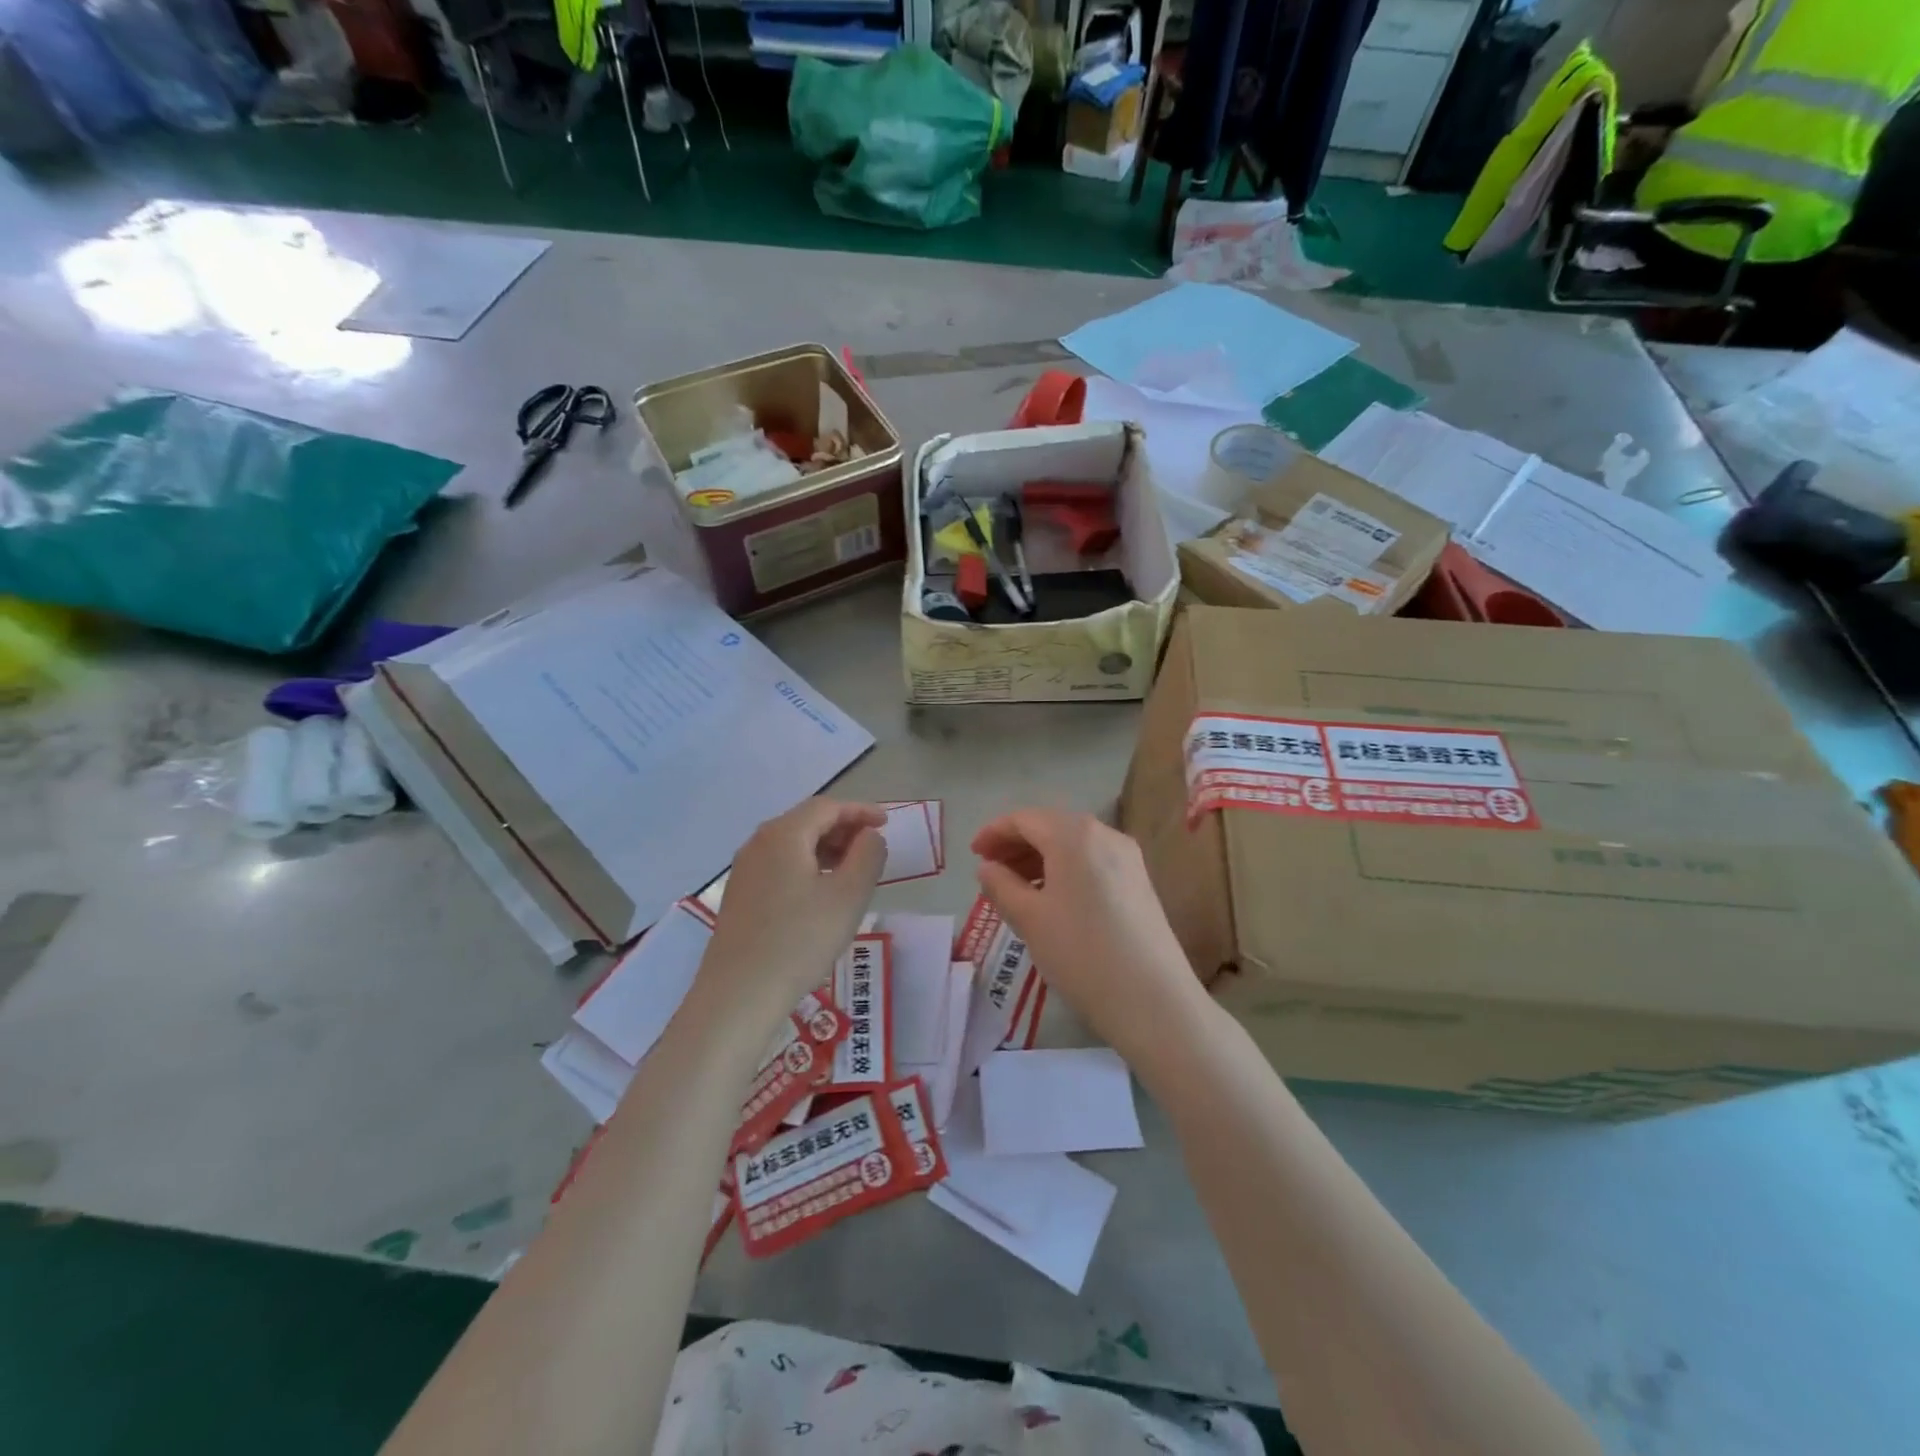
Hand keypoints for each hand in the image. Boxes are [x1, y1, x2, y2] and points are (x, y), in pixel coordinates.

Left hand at [698, 798, 887, 1017]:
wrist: (739, 994)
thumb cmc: (801, 940)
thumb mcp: (849, 896)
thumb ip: (868, 855)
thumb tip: (868, 836)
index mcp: (783, 834)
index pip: (827, 806)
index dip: (860, 810)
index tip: (887, 823)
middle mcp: (758, 843)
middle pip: (807, 821)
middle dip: (843, 828)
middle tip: (872, 847)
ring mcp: (744, 870)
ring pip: (792, 844)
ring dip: (826, 849)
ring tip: (852, 871)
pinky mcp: (739, 895)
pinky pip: (779, 865)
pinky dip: (807, 866)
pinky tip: (821, 893)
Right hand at [973, 809, 1204, 1056]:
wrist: (1153, 1000)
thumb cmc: (1081, 953)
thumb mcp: (1029, 919)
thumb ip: (1001, 886)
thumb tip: (987, 868)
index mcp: (1074, 835)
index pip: (1025, 819)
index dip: (994, 832)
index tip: (973, 854)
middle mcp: (1104, 834)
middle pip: (1051, 826)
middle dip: (1017, 843)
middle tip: (990, 870)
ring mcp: (1127, 857)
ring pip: (1073, 844)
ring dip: (1040, 857)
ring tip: (1015, 887)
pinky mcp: (1139, 881)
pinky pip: (1092, 861)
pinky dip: (1065, 869)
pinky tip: (1052, 898)